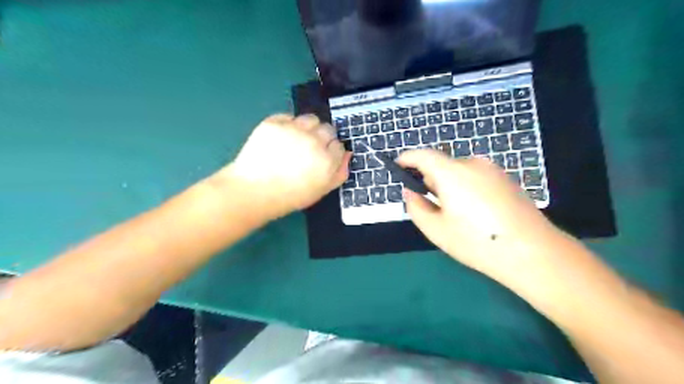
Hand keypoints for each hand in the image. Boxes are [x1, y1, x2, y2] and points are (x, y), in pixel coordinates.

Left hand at [223, 114, 351, 220]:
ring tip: (296, 141)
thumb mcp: (321, 191)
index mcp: (327, 160)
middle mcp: (314, 141)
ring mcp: (293, 129)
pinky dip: (288, 125)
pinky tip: (281, 139)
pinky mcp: (274, 122)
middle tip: (309, 150)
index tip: (322, 159)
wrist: (253, 191)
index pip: (339, 146)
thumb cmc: (290, 196)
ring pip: (311, 119)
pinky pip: (289, 117)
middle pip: (328, 130)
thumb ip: (339, 173)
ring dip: (308, 128)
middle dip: (322, 138)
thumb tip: (347, 154)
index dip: (331, 152)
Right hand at [399, 151, 564, 284]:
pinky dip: (466, 187)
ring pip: (459, 171)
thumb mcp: (436, 230)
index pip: (423, 155)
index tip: (398, 166)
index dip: (407, 158)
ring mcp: (493, 170)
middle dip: (430, 179)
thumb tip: (411, 192)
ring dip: (449, 185)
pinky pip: (476, 177)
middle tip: (430, 204)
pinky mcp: (506, 178)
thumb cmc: (477, 242)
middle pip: (442, 164)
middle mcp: (472, 164)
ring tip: (455, 213)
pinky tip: (475, 212)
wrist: (532, 252)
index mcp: (452, 173)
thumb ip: (416, 207)